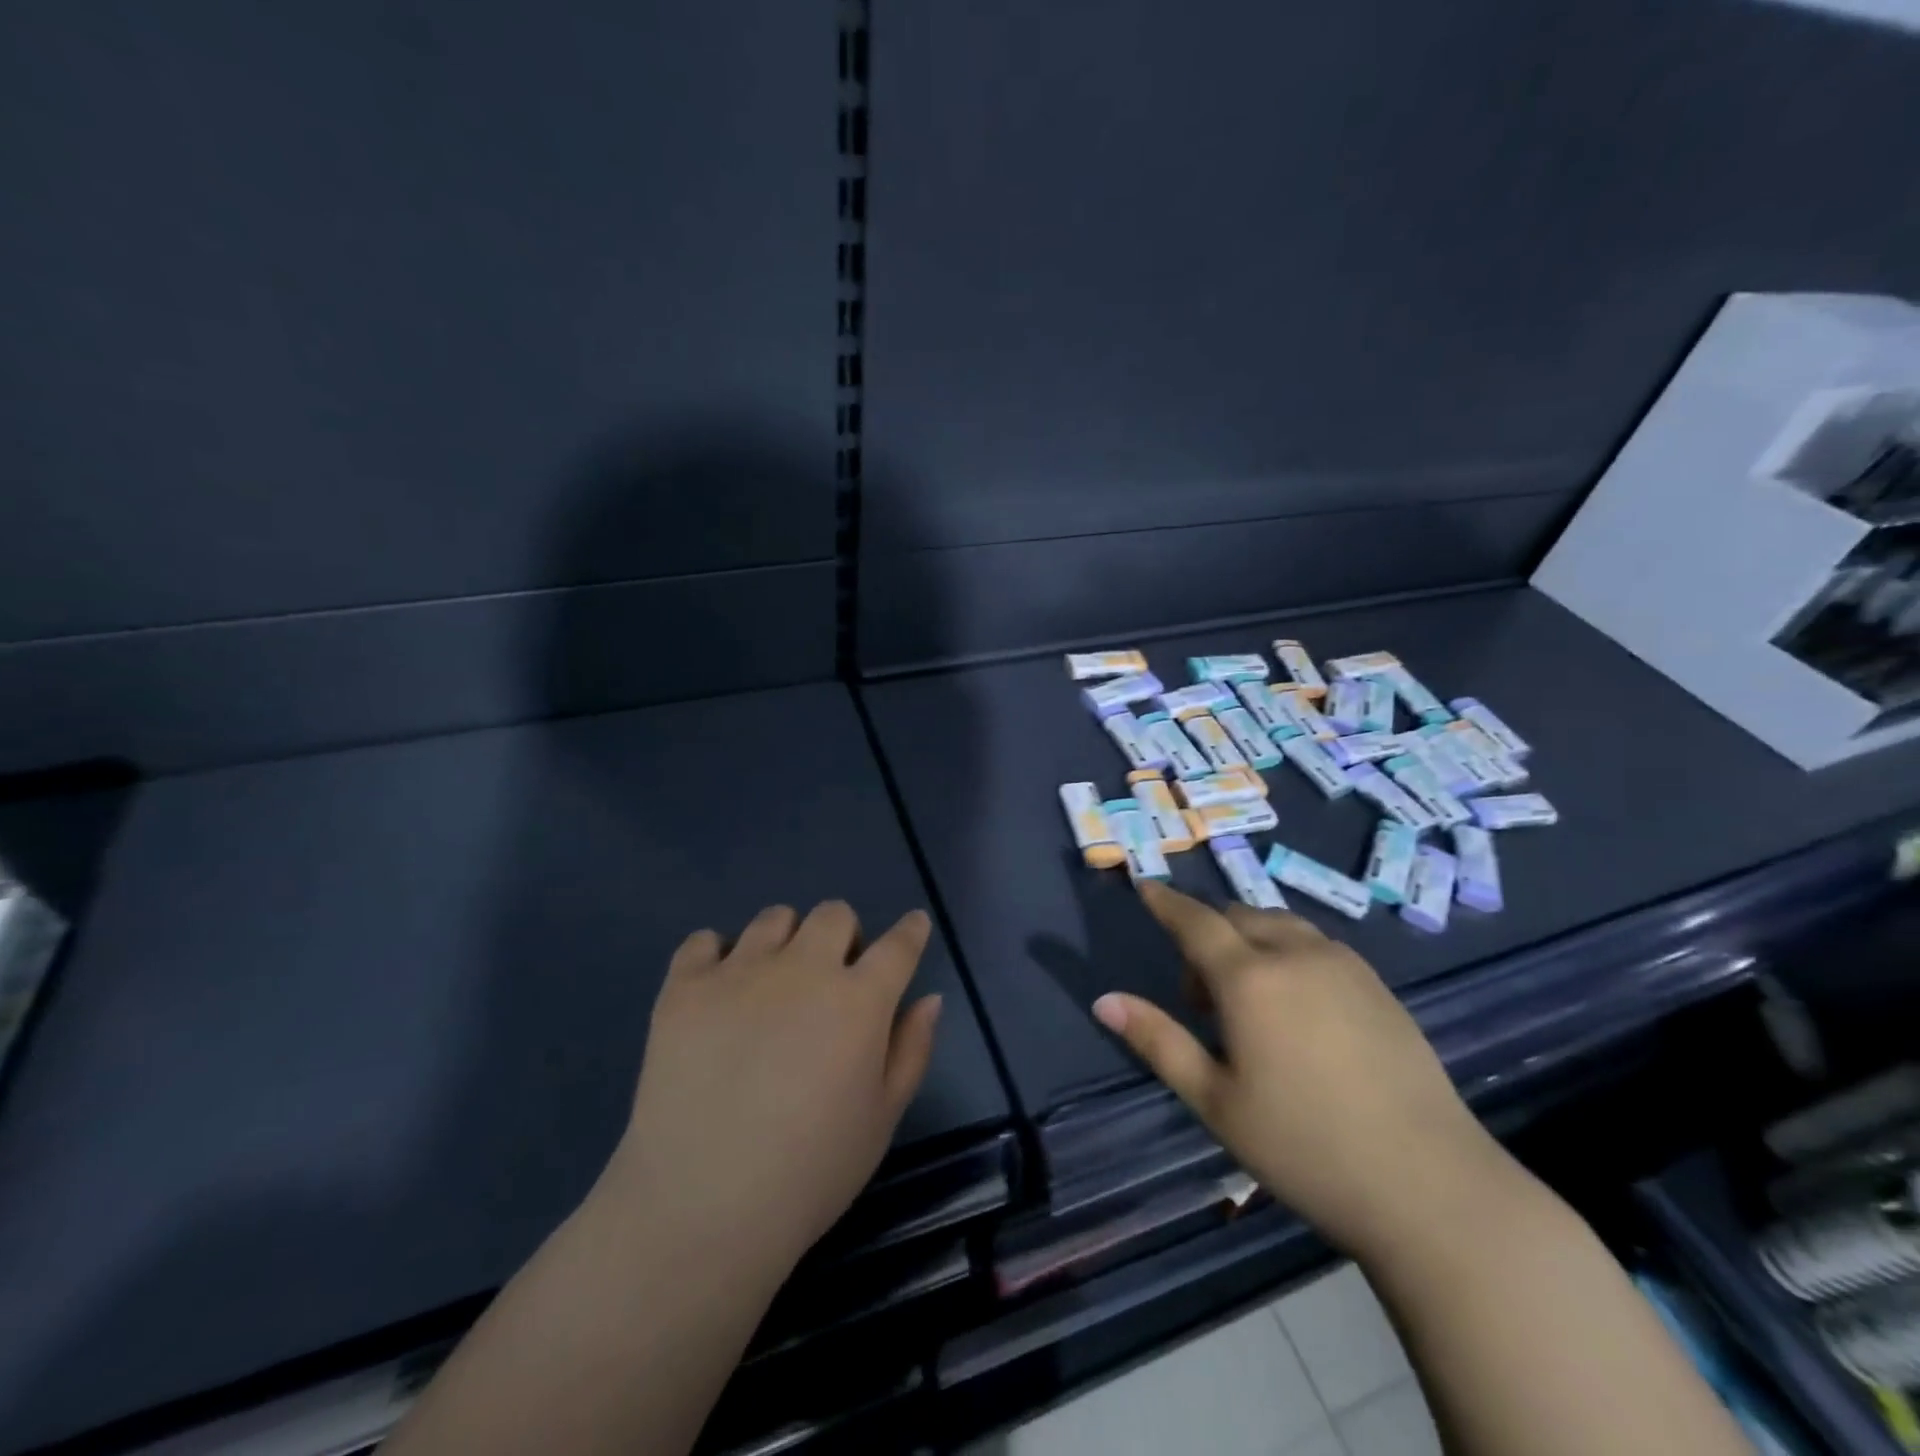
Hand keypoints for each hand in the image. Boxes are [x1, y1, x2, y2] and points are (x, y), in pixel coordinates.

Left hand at [608, 902, 941, 1270]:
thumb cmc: (809, 1174)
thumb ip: (912, 1050)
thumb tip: (928, 998)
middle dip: (843, 936)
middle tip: (832, 978)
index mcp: (859, 1001)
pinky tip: (718, 992)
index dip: (911, 931)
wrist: (700, 1210)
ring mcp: (740, 972)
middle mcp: (803, 969)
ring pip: (774, 918)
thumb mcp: (881, 1120)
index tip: (913, 926)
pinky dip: (716, 956)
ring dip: (786, 941)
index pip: (898, 945)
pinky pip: (704, 939)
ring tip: (772, 983)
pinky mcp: (685, 987)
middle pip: (834, 914)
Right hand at [1093, 882, 1510, 1258]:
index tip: (1144, 885)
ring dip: (1250, 943)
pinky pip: (1317, 945)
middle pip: (1237, 917)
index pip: (1194, 921)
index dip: (1165, 902)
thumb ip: (1157, 1041)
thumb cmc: (1305, 1147)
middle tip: (1202, 1000)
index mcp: (1249, 979)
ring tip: (1252, 1005)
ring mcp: (1345, 966)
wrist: (1432, 1188)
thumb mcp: (1215, 1101)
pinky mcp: (1379, 986)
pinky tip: (1299, 1009)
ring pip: (1280, 926)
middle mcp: (1296, 954)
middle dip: (1208, 937)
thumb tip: (1104, 1000)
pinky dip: (1289, 953)